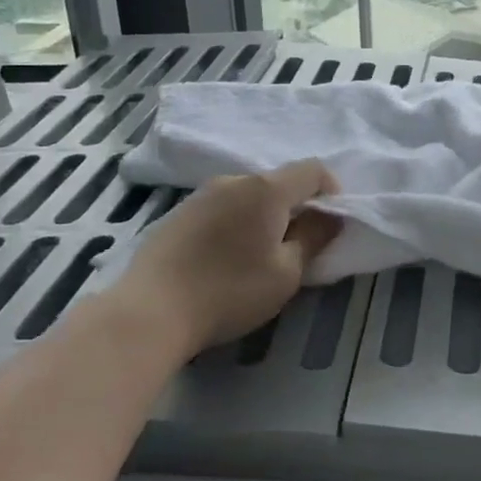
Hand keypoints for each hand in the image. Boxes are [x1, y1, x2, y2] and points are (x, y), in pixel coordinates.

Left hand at [104, 161, 341, 360]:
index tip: (331, 223)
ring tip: (260, 254)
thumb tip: (330, 217)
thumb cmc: (229, 291)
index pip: (312, 169)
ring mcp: (201, 195)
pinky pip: (222, 207)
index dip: (331, 190)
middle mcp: (234, 180)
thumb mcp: (286, 273)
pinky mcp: (178, 213)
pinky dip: (236, 223)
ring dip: (264, 215)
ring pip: (248, 195)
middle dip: (296, 206)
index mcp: (266, 189)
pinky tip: (227, 257)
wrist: (150, 311)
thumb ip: (314, 238)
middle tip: (298, 245)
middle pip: (278, 182)